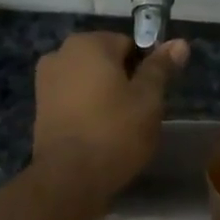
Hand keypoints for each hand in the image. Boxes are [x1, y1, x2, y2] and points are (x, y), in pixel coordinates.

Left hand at [32, 33, 188, 201]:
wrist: (69, 178)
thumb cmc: (115, 131)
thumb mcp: (148, 99)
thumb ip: (161, 67)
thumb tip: (179, 42)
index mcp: (88, 44)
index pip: (129, 43)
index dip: (146, 67)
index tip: (153, 94)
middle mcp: (60, 53)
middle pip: (105, 61)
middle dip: (123, 80)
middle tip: (139, 112)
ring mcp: (45, 81)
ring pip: (88, 81)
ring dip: (104, 95)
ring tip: (120, 126)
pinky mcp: (40, 108)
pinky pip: (72, 99)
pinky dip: (86, 109)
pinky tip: (98, 133)